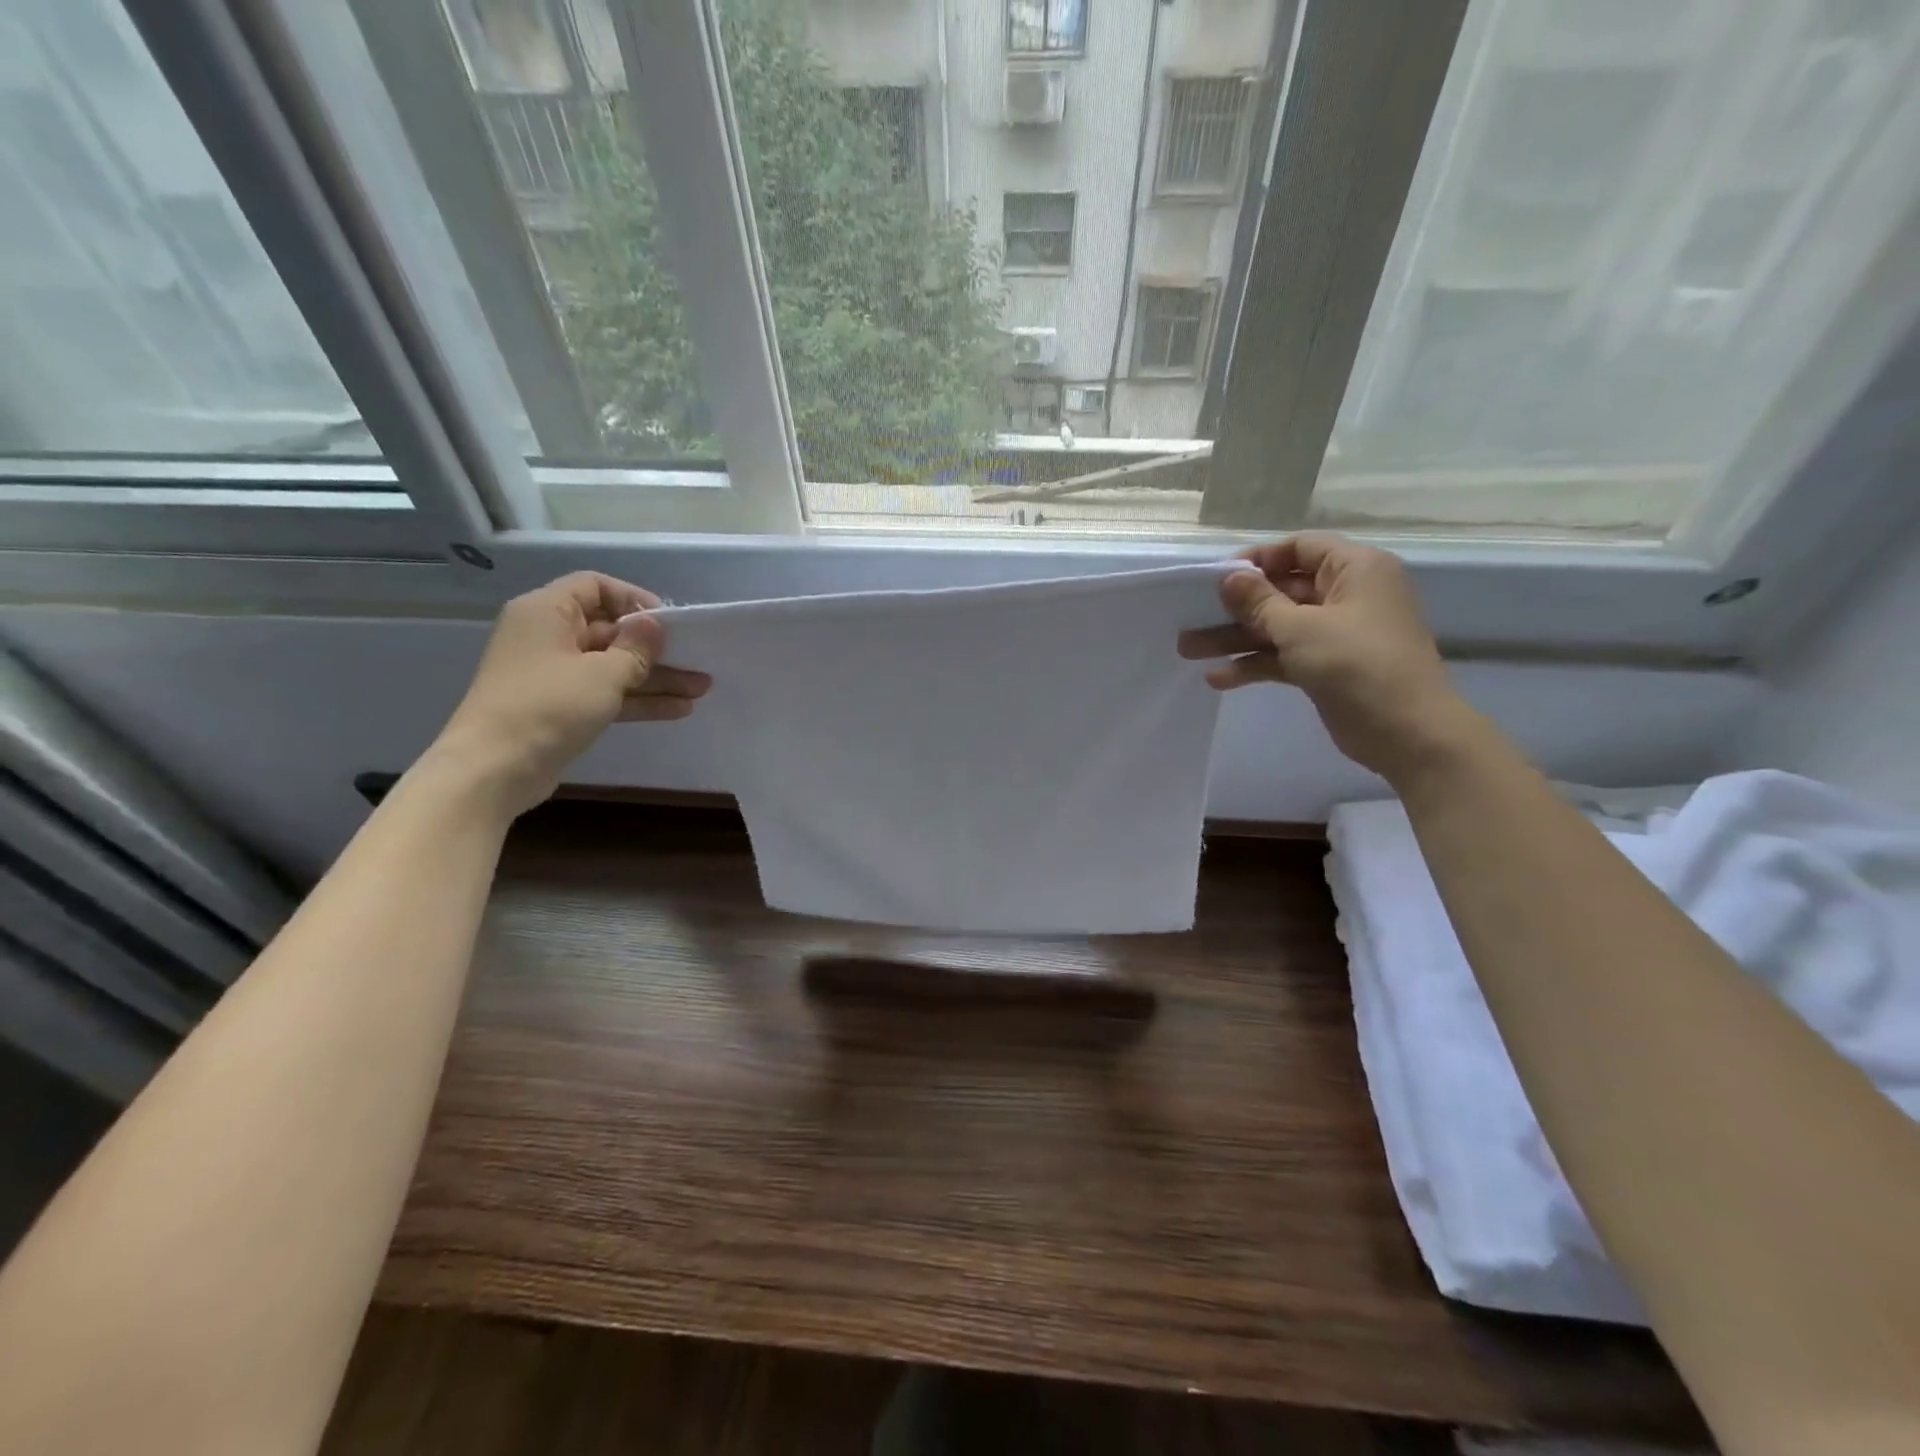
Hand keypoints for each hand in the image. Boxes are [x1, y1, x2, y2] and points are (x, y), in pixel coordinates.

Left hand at [426, 573, 709, 816]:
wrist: (494, 768)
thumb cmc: (548, 706)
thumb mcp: (603, 674)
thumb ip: (637, 648)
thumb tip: (654, 626)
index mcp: (547, 612)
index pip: (595, 586)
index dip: (633, 599)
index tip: (667, 622)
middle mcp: (549, 636)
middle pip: (610, 630)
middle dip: (656, 648)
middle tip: (698, 659)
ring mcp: (555, 674)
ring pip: (614, 666)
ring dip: (656, 677)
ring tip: (701, 688)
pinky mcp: (562, 707)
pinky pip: (607, 693)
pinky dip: (639, 699)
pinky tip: (679, 709)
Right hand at [1178, 533, 1478, 783]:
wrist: (1407, 732)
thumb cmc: (1357, 664)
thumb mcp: (1301, 628)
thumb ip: (1259, 602)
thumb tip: (1228, 577)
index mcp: (1354, 569)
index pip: (1299, 549)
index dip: (1258, 560)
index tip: (1217, 578)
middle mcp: (1347, 595)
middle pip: (1282, 591)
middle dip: (1236, 607)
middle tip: (1190, 617)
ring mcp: (1337, 633)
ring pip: (1278, 627)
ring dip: (1236, 638)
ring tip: (1188, 649)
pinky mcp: (1326, 667)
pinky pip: (1284, 656)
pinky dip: (1255, 664)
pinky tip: (1219, 678)